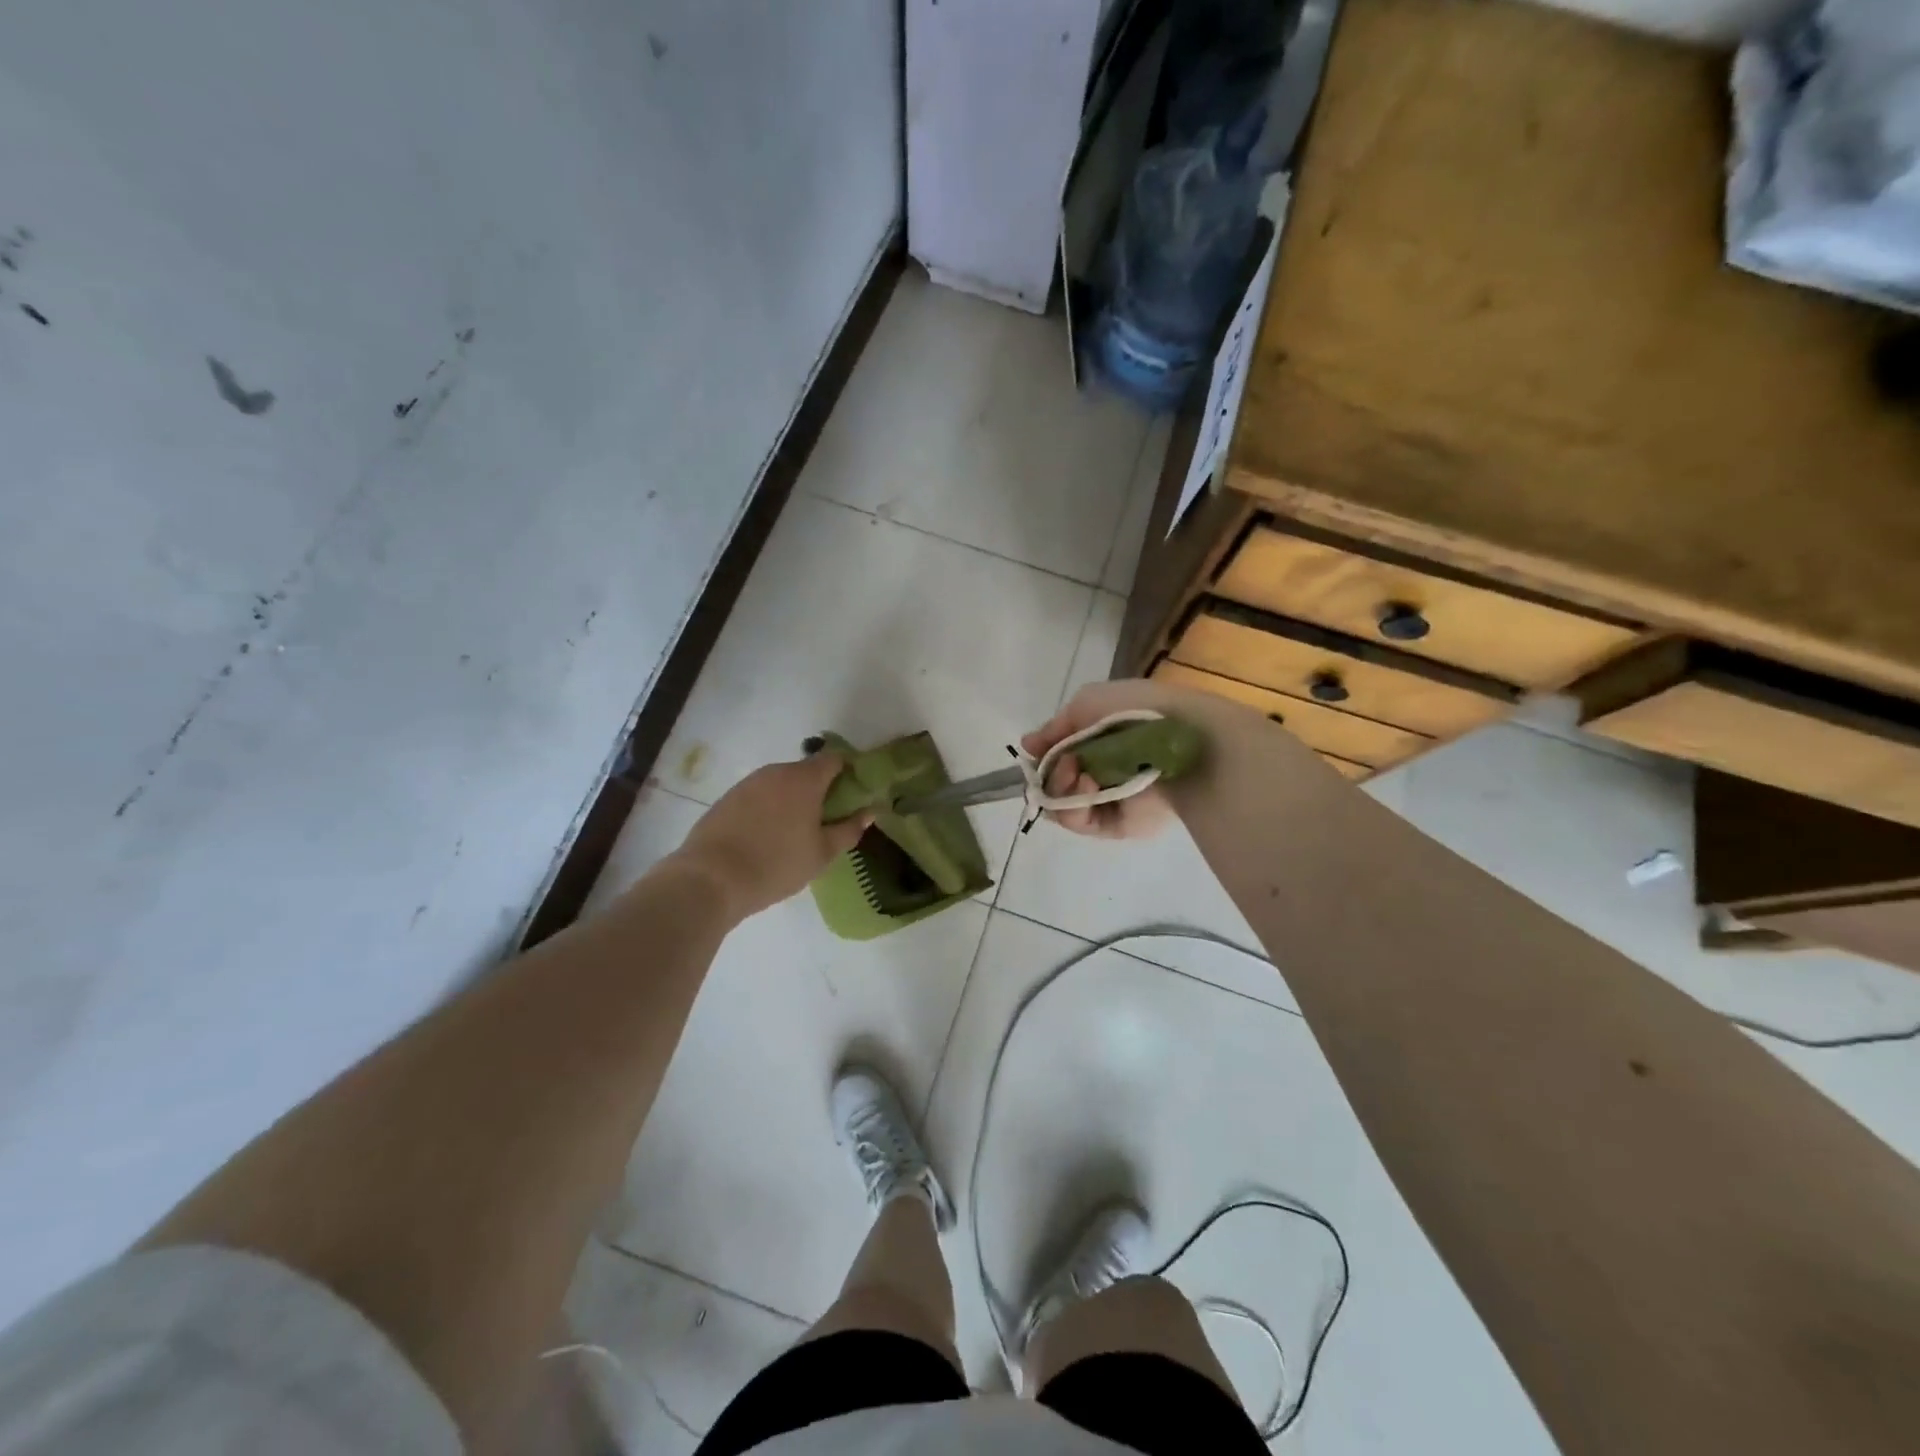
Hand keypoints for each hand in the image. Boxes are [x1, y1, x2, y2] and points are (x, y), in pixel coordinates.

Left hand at [675, 753, 871, 919]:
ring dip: (792, 799)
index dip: (848, 773)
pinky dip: (768, 808)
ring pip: (781, 784)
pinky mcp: (727, 798)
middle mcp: (776, 772)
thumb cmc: (776, 865)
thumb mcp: (822, 853)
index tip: (852, 797)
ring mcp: (748, 783)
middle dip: (819, 789)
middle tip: (825, 821)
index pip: (834, 759)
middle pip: (807, 771)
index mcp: (804, 779)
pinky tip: (766, 836)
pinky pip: (759, 796)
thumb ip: (849, 829)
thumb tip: (869, 811)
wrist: (711, 879)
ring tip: (794, 832)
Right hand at [1020, 679, 1186, 840]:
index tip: (1038, 752)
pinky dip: (1074, 806)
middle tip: (1065, 764)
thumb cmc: (1135, 711)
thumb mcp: (1086, 704)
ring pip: (1062, 807)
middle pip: (1054, 786)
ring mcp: (1110, 802)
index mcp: (1098, 744)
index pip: (1057, 759)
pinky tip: (1089, 786)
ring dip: (1060, 789)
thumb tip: (1027, 745)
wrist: (1178, 736)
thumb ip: (1054, 729)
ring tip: (1077, 772)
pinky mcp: (1119, 827)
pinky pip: (1082, 823)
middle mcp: (1102, 774)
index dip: (1043, 759)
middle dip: (1050, 775)